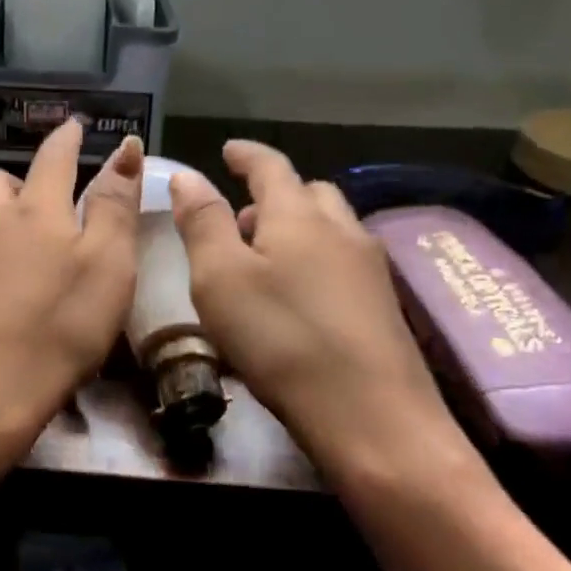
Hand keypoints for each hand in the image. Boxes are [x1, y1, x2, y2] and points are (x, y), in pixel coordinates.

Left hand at [0, 120, 143, 472]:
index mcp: (34, 208)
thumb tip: (123, 149)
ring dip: (2, 218)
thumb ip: (114, 205)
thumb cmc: (56, 328)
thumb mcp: (107, 265)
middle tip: (50, 204)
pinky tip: (2, 289)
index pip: (53, 157)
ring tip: (28, 248)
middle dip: (24, 181)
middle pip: (0, 182)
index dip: (67, 138)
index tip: (74, 125)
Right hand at [168, 140, 473, 479]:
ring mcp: (370, 268)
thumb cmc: (282, 340)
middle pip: (308, 193)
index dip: (246, 155)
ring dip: (296, 228)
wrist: (374, 419)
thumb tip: (187, 175)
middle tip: (240, 219)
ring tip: (265, 260)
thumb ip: (203, 222)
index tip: (228, 150)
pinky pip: (342, 262)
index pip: (271, 166)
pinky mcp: (383, 306)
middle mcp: (341, 230)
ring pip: (330, 228)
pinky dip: (315, 260)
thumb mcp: (221, 279)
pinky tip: (299, 298)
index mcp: (298, 215)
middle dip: (273, 195)